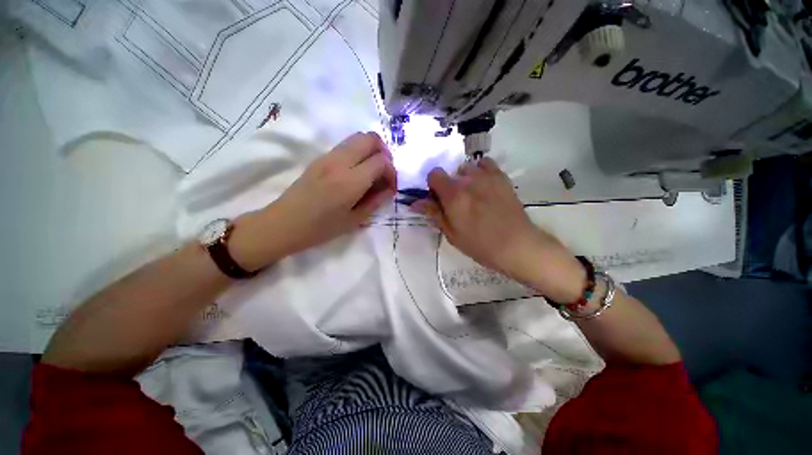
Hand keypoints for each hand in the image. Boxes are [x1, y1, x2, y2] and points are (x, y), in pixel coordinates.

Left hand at [230, 132, 396, 269]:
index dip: (392, 172)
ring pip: (358, 137)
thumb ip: (376, 201)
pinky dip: (358, 152)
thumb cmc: (321, 228)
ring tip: (372, 171)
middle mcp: (339, 162)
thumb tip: (389, 189)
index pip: (381, 160)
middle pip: (370, 138)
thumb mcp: (354, 220)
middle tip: (384, 172)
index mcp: (350, 181)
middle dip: (384, 152)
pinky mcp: (320, 157)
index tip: (390, 186)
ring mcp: (327, 156)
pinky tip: (356, 171)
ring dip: (371, 150)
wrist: (284, 223)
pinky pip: (346, 145)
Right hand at [413, 158, 585, 302]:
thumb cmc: (480, 244)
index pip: (434, 174)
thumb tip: (415, 203)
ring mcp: (487, 176)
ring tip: (472, 195)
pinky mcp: (501, 177)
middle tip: (456, 203)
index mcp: (453, 195)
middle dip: (448, 185)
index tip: (438, 199)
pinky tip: (483, 184)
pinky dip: (480, 170)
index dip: (433, 185)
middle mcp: (468, 180)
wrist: (516, 245)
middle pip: (450, 172)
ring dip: (463, 179)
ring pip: (466, 168)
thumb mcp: (451, 233)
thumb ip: (433, 213)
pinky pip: (485, 163)